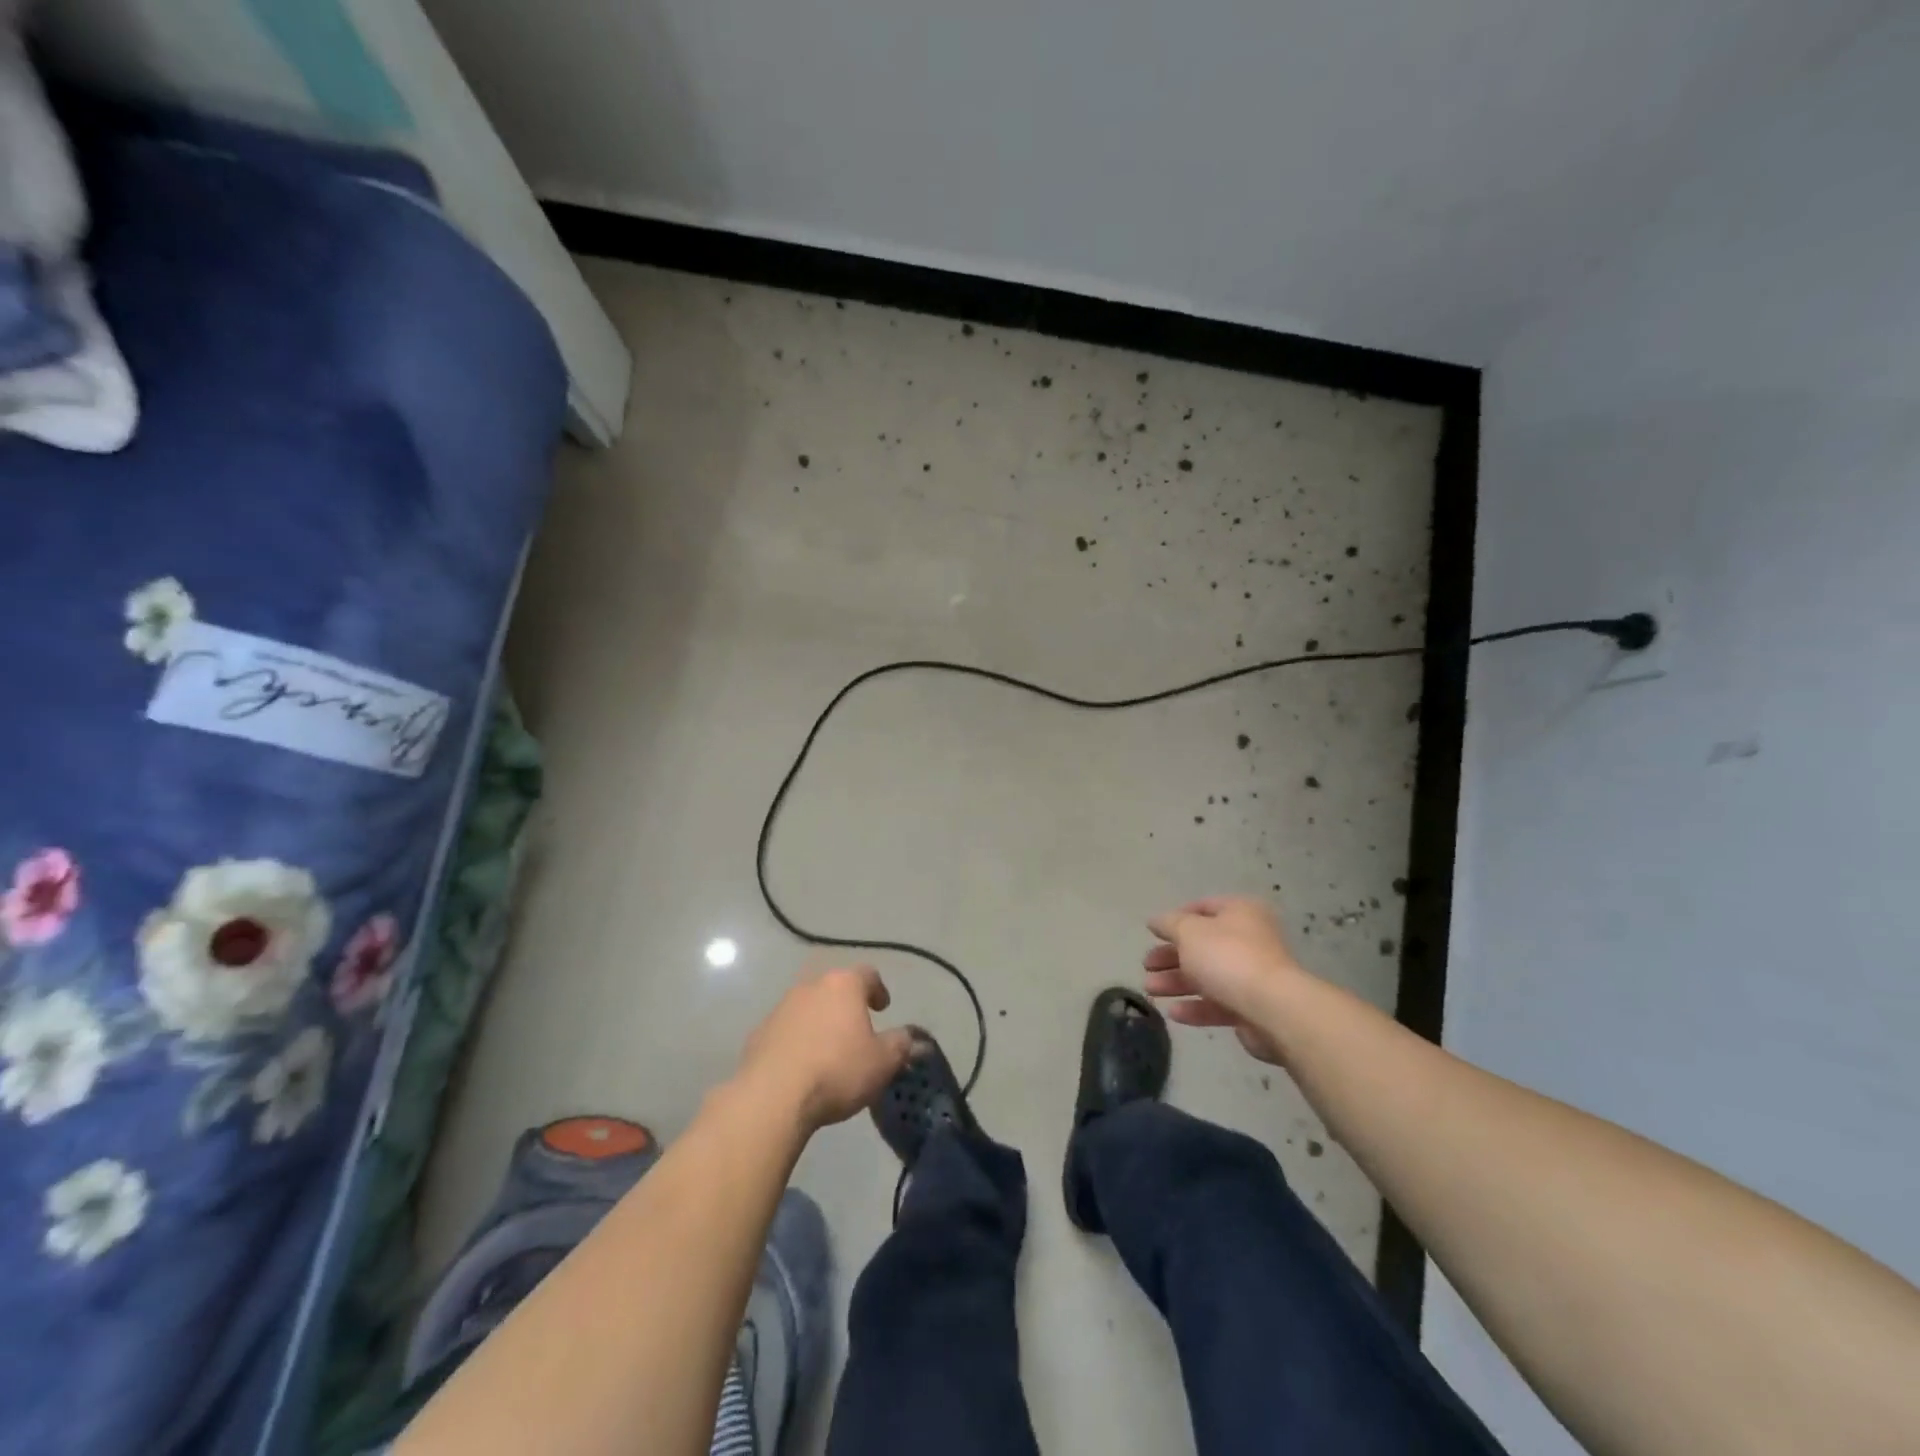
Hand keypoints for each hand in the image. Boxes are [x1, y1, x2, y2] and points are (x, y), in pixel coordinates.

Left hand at [736, 966, 914, 1131]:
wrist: (772, 1097)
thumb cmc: (836, 1071)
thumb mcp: (881, 1062)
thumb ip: (900, 1045)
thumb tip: (912, 1037)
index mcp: (843, 986)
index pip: (867, 974)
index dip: (878, 989)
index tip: (883, 1007)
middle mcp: (811, 987)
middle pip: (834, 988)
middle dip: (847, 1005)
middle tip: (857, 1028)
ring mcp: (781, 1008)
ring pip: (808, 1007)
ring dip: (820, 1022)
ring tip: (829, 1050)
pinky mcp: (759, 1033)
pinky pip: (787, 1030)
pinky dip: (797, 1040)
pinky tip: (802, 1065)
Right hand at [1143, 896, 1308, 1064]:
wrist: (1273, 1009)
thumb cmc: (1227, 957)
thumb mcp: (1189, 932)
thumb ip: (1169, 924)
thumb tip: (1155, 921)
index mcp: (1240, 912)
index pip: (1203, 908)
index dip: (1176, 919)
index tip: (1153, 934)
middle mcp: (1250, 939)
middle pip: (1202, 945)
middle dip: (1171, 957)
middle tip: (1147, 966)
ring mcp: (1253, 975)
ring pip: (1208, 976)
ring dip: (1177, 982)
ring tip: (1150, 991)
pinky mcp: (1254, 1007)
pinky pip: (1219, 1003)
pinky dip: (1196, 1007)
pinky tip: (1174, 1013)